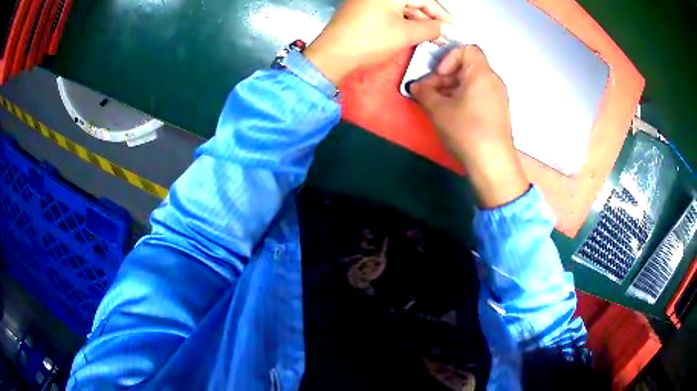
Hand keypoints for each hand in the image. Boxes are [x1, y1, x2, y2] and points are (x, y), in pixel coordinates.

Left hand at [305, 0, 450, 84]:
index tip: (451, 26)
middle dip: (429, 18)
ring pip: (401, 7)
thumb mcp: (405, 34)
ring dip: (416, 21)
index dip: (440, 13)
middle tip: (441, 35)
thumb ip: (430, 29)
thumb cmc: (369, 41)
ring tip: (429, 37)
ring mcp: (368, 0)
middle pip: (412, 1)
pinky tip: (411, 33)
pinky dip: (402, 21)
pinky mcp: (362, 9)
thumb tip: (443, 28)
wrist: (332, 55)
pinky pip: (389, 12)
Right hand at [411, 45, 528, 207]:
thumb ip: (424, 92)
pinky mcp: (498, 111)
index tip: (439, 76)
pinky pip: (479, 95)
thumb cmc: (466, 130)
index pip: (467, 49)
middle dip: (446, 77)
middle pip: (467, 67)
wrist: (492, 163)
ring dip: (452, 89)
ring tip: (439, 106)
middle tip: (430, 94)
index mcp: (481, 73)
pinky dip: (464, 98)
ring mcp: (498, 97)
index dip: (449, 58)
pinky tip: (453, 115)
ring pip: (472, 82)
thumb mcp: (438, 109)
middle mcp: (493, 81)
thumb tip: (416, 86)